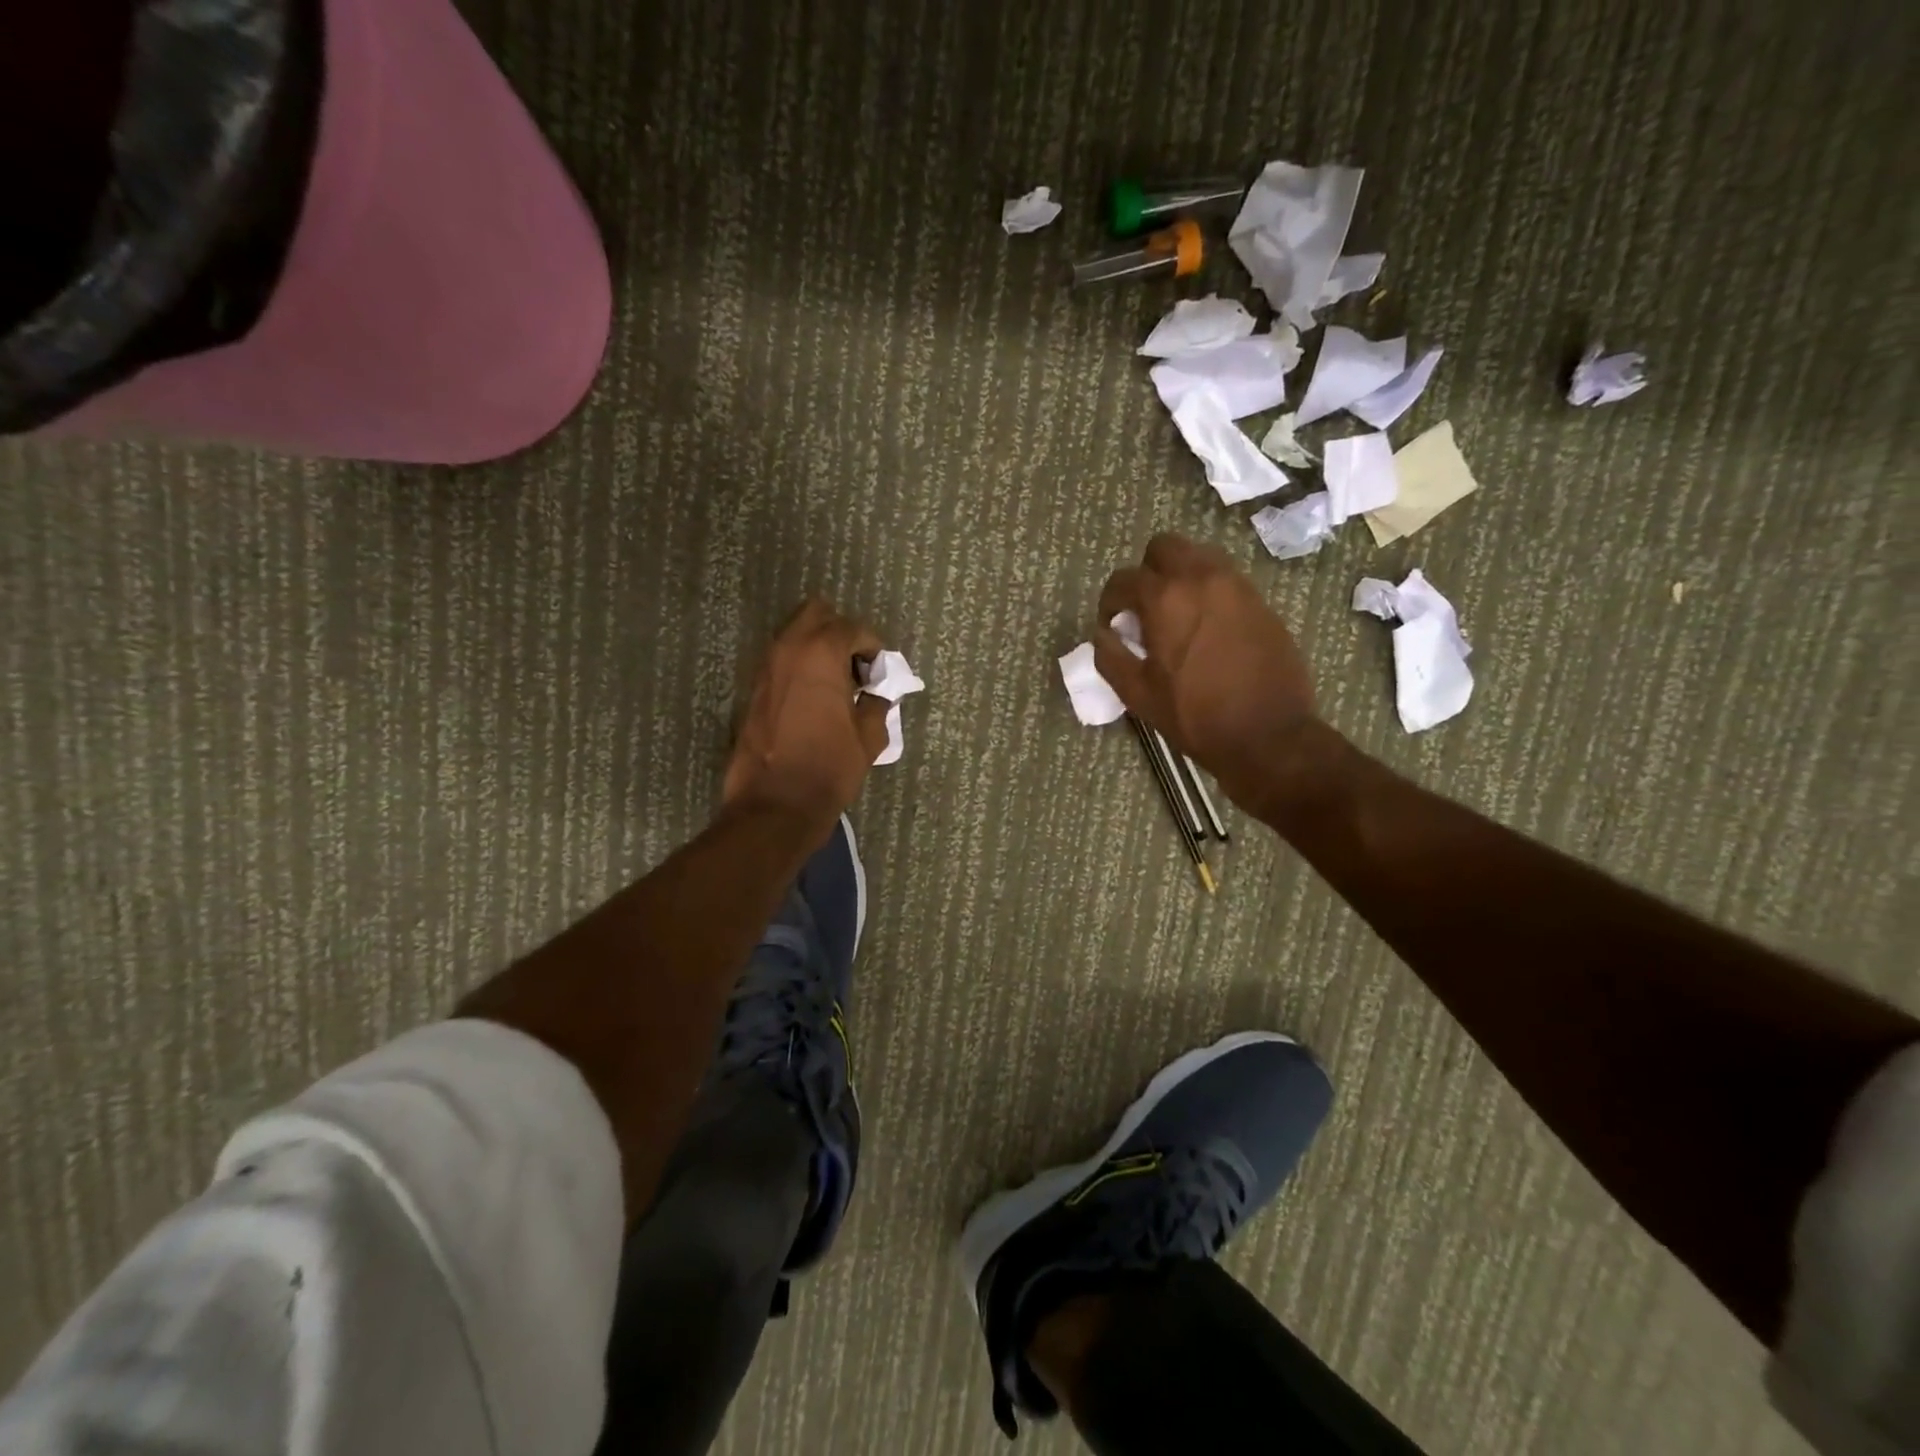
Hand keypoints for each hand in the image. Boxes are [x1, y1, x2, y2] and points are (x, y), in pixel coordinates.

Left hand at [725, 599, 890, 824]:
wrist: (775, 805)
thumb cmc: (828, 768)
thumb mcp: (869, 737)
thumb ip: (876, 705)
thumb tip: (875, 694)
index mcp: (820, 653)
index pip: (852, 629)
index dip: (872, 648)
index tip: (880, 673)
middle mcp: (788, 649)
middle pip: (816, 614)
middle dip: (840, 633)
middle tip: (856, 667)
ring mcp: (765, 668)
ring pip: (794, 635)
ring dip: (818, 649)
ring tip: (837, 684)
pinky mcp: (754, 690)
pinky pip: (782, 662)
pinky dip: (800, 668)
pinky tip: (815, 700)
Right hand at [1094, 535, 1318, 807]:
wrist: (1268, 735)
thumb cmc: (1195, 717)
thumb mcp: (1138, 695)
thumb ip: (1111, 657)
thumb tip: (1103, 635)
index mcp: (1165, 599)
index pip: (1124, 579)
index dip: (1110, 601)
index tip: (1112, 624)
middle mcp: (1202, 579)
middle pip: (1165, 547)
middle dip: (1147, 572)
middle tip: (1145, 608)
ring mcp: (1238, 587)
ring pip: (1200, 556)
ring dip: (1181, 576)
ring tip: (1177, 614)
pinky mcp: (1261, 602)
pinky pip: (1227, 580)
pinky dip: (1209, 591)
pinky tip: (1207, 628)